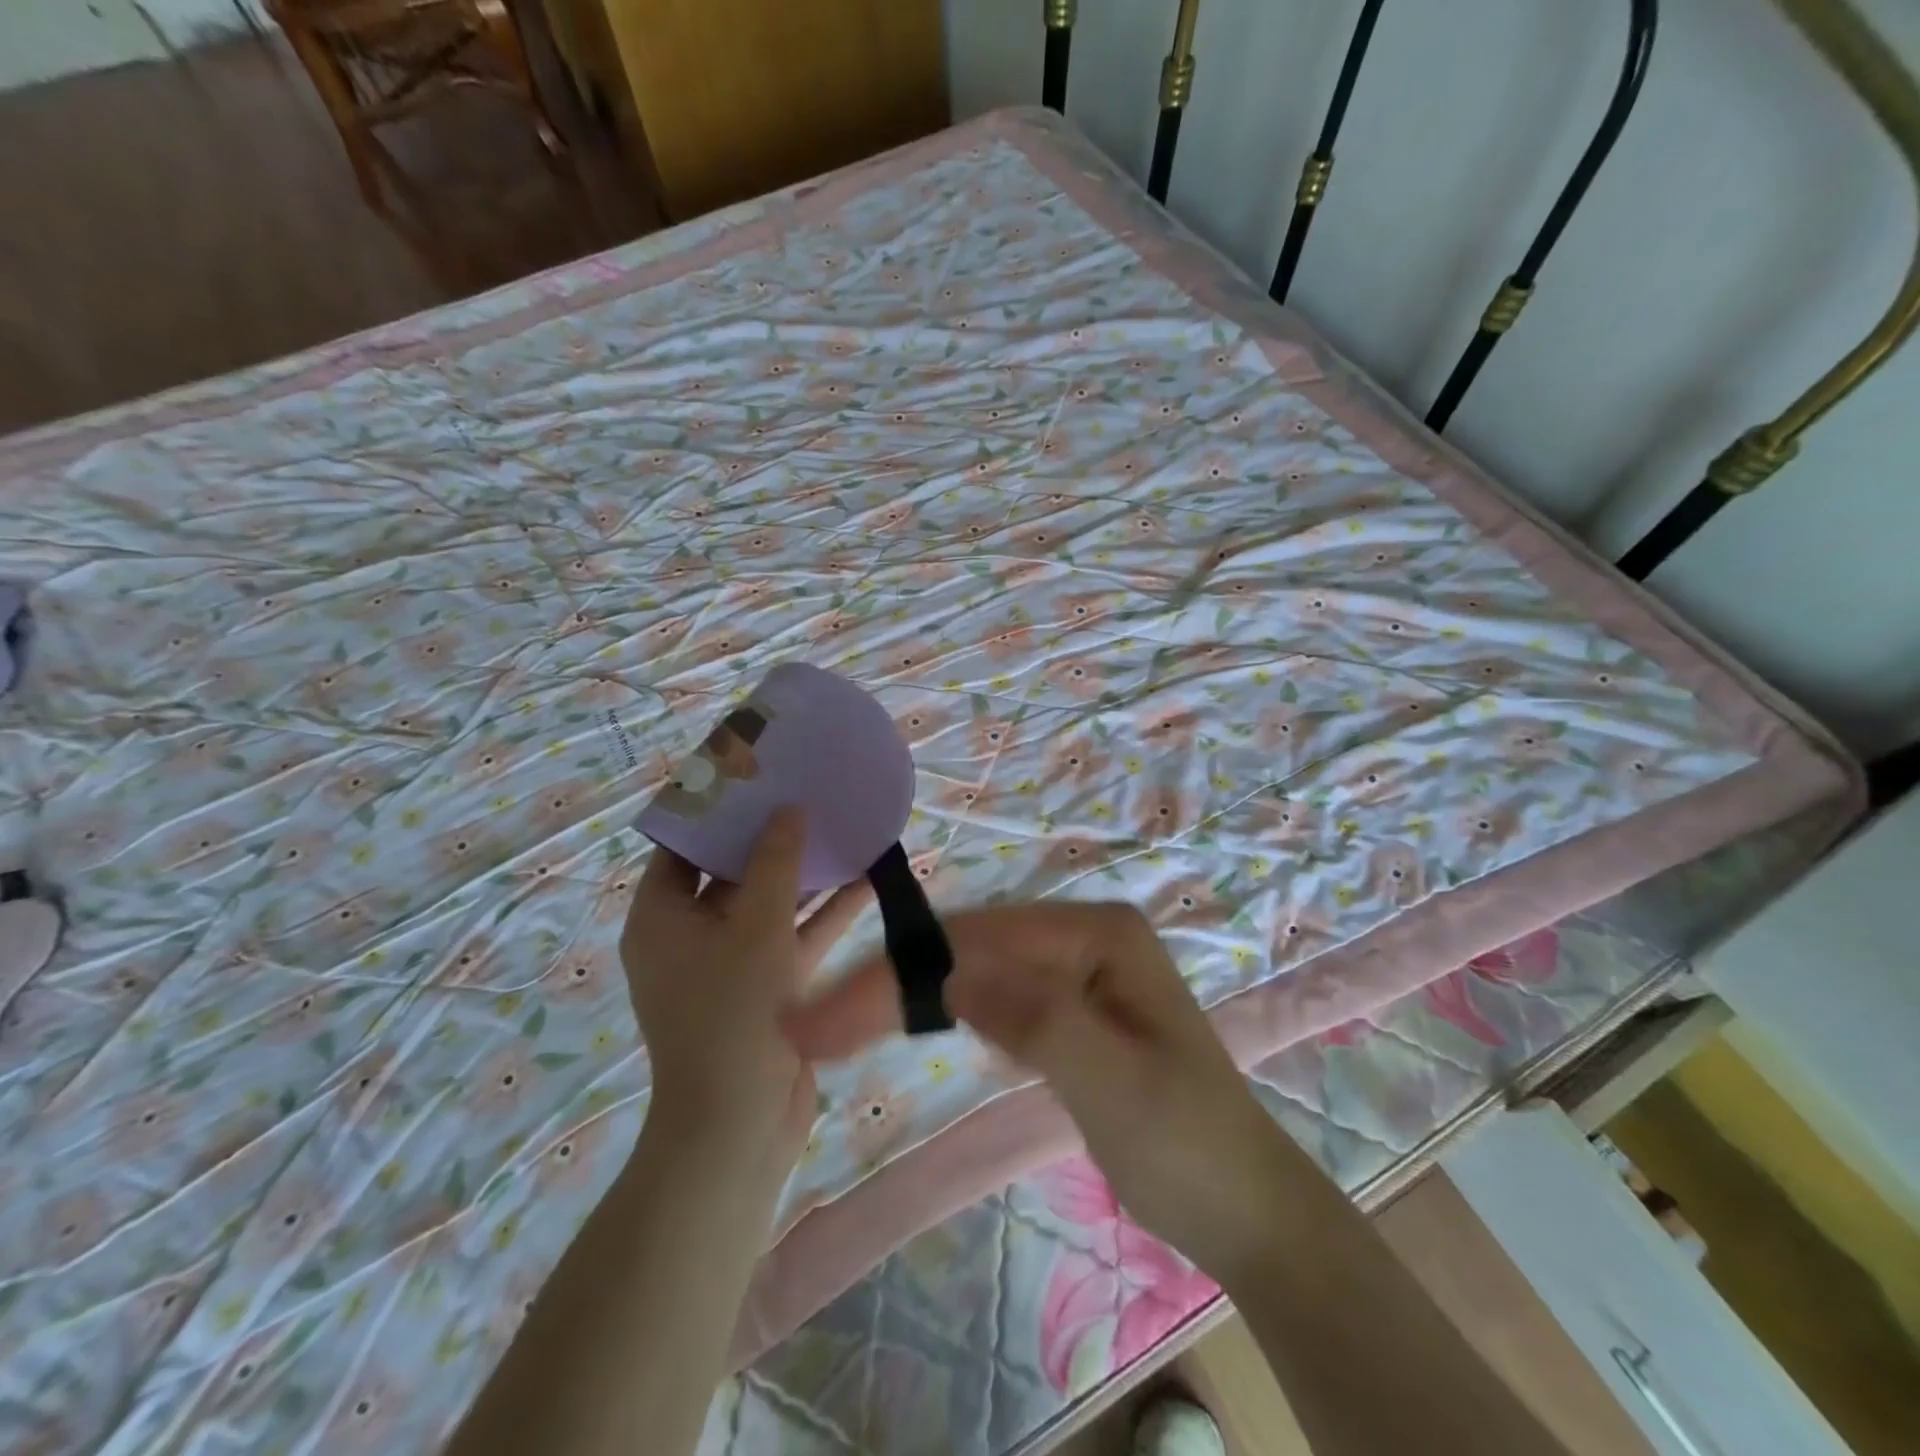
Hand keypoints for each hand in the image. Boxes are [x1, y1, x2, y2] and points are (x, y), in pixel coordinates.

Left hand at [622, 808, 868, 1173]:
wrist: (740, 1125)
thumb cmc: (733, 1013)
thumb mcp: (756, 926)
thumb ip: (776, 863)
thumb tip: (788, 810)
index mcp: (661, 917)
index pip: (681, 846)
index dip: (715, 811)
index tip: (753, 777)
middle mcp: (689, 935)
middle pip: (730, 871)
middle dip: (771, 837)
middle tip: (806, 793)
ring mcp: (730, 963)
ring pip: (769, 904)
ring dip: (806, 874)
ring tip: (843, 828)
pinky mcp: (766, 987)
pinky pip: (793, 937)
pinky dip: (824, 914)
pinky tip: (867, 880)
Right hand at [782, 901, 1297, 1285]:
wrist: (1241, 1205)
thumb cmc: (1184, 1141)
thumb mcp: (1110, 1080)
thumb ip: (1034, 1016)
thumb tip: (948, 968)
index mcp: (1097, 931)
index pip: (978, 942)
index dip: (899, 974)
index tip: (827, 1016)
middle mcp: (1079, 934)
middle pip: (966, 950)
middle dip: (890, 983)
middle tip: (812, 1027)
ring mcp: (1070, 970)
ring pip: (969, 973)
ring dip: (905, 997)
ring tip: (835, 1026)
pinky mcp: (1061, 1009)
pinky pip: (990, 999)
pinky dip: (940, 1013)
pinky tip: (902, 1023)